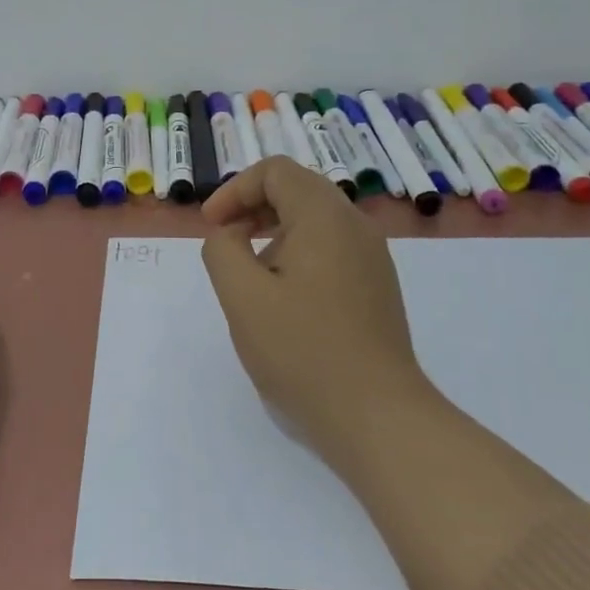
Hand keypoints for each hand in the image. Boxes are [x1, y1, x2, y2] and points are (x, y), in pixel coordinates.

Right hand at [201, 157, 435, 469]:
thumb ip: (222, 250)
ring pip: (315, 221)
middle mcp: (356, 227)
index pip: (276, 172)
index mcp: (325, 217)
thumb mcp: (242, 297)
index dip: (235, 190)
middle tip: (225, 243)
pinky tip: (284, 300)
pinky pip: (331, 249)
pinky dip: (297, 255)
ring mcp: (372, 258)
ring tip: (251, 277)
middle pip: (298, 190)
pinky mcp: (376, 287)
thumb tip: (230, 235)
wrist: (377, 417)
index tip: (212, 227)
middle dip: (253, 208)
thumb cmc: (303, 351)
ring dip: (274, 233)